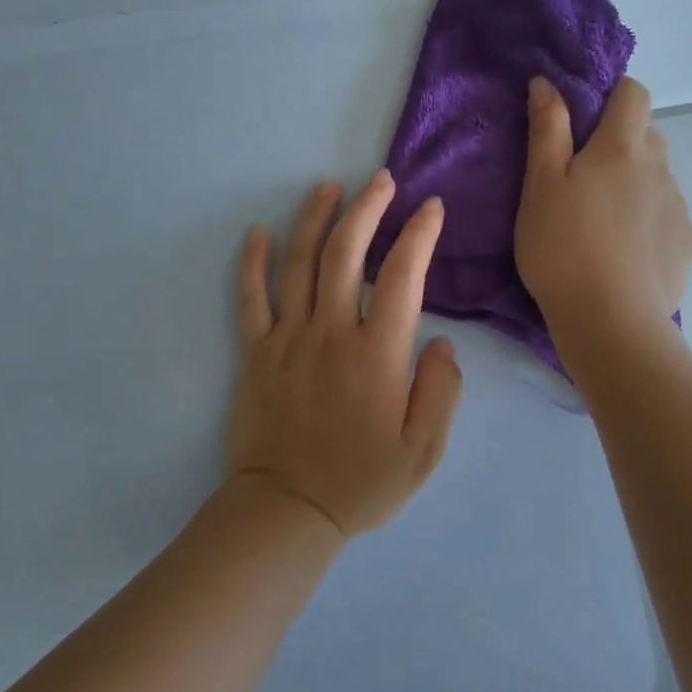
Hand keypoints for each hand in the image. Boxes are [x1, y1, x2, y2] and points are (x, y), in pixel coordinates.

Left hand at [227, 172, 464, 540]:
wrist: (287, 511)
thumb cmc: (361, 483)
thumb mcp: (423, 451)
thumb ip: (441, 392)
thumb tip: (441, 342)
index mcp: (376, 354)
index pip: (402, 277)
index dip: (419, 235)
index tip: (431, 208)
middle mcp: (330, 334)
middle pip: (346, 254)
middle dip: (367, 209)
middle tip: (381, 180)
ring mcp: (287, 339)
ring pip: (299, 264)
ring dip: (315, 219)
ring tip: (329, 186)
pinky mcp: (255, 353)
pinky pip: (250, 298)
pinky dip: (253, 262)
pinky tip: (258, 232)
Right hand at [515, 75, 691, 343]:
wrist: (611, 321)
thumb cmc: (562, 249)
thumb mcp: (540, 187)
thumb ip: (546, 131)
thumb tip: (547, 82)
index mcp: (622, 148)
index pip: (634, 92)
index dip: (613, 94)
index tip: (585, 117)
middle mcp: (660, 168)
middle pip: (647, 134)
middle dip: (620, 141)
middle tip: (583, 176)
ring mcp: (678, 206)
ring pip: (657, 176)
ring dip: (635, 182)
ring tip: (602, 221)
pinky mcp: (686, 243)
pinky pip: (667, 214)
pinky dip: (648, 219)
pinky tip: (625, 251)